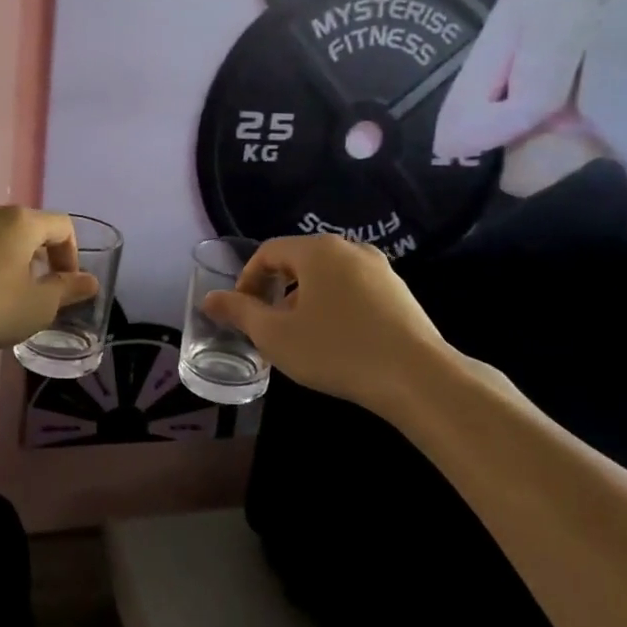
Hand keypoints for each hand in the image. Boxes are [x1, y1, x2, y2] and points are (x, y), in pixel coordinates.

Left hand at [0, 203, 99, 358]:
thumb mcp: (36, 307)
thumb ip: (67, 291)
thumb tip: (90, 281)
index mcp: (20, 221)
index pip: (61, 226)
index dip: (71, 255)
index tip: (64, 286)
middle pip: (26, 226)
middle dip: (37, 255)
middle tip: (33, 290)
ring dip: (5, 256)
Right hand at [202, 235, 454, 413]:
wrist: (418, 378)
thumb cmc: (336, 350)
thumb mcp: (275, 335)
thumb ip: (239, 312)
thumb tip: (208, 299)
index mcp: (317, 251)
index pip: (268, 252)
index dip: (247, 280)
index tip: (242, 312)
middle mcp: (349, 249)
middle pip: (298, 261)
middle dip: (276, 291)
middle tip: (268, 326)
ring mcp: (380, 269)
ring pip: (327, 277)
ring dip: (304, 300)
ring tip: (300, 337)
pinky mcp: (399, 292)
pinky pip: (352, 289)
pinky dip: (334, 306)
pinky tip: (337, 341)